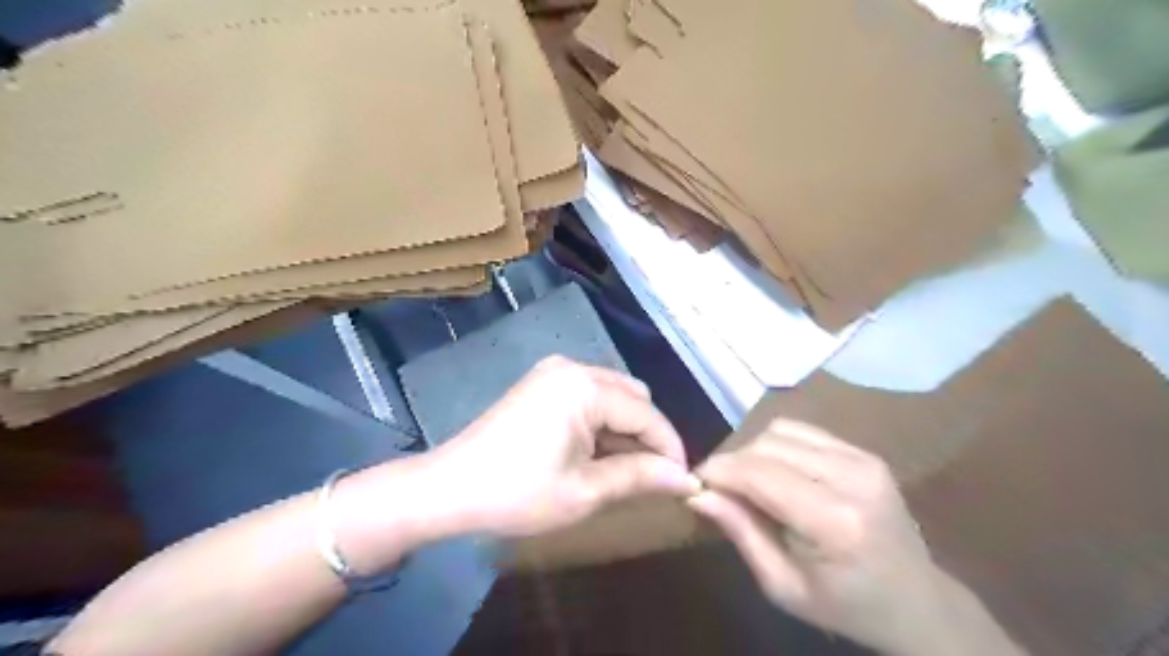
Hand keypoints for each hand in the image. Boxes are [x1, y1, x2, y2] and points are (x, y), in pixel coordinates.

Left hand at [411, 360, 697, 537]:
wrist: (449, 488)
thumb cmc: (518, 492)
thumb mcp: (585, 490)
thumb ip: (640, 477)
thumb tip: (687, 480)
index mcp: (584, 386)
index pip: (647, 414)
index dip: (670, 449)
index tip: (684, 483)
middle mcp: (573, 367)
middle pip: (634, 398)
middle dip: (649, 436)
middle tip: (651, 479)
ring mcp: (554, 372)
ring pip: (614, 395)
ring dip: (627, 429)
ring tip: (625, 470)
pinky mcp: (543, 383)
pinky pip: (590, 396)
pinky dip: (603, 423)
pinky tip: (597, 453)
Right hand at [692, 418, 949, 654]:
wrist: (917, 601)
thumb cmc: (846, 605)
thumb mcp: (783, 586)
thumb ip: (740, 532)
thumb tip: (697, 492)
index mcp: (835, 522)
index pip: (759, 474)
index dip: (719, 470)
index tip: (695, 482)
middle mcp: (851, 478)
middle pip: (766, 445)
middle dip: (733, 461)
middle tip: (720, 489)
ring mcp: (862, 458)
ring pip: (780, 430)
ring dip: (753, 451)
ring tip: (748, 482)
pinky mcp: (863, 451)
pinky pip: (801, 430)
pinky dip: (776, 445)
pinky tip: (776, 472)